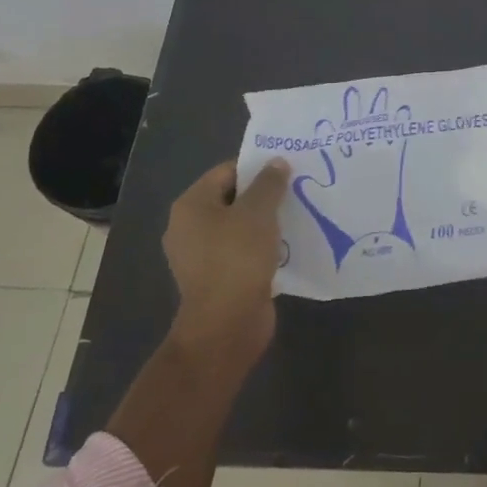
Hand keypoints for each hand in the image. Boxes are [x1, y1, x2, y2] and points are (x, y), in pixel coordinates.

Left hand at [163, 158, 290, 370]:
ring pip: (239, 227)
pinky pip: (242, 251)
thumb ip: (269, 183)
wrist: (226, 324)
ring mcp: (201, 256)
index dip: (257, 167)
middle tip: (296, 190)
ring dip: (265, 222)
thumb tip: (276, 162)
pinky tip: (287, 245)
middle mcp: (189, 227)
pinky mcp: (217, 278)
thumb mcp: (258, 212)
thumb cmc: (237, 258)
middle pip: (232, 199)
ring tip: (297, 216)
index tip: (287, 169)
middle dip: (264, 195)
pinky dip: (262, 246)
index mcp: (191, 205)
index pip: (226, 172)